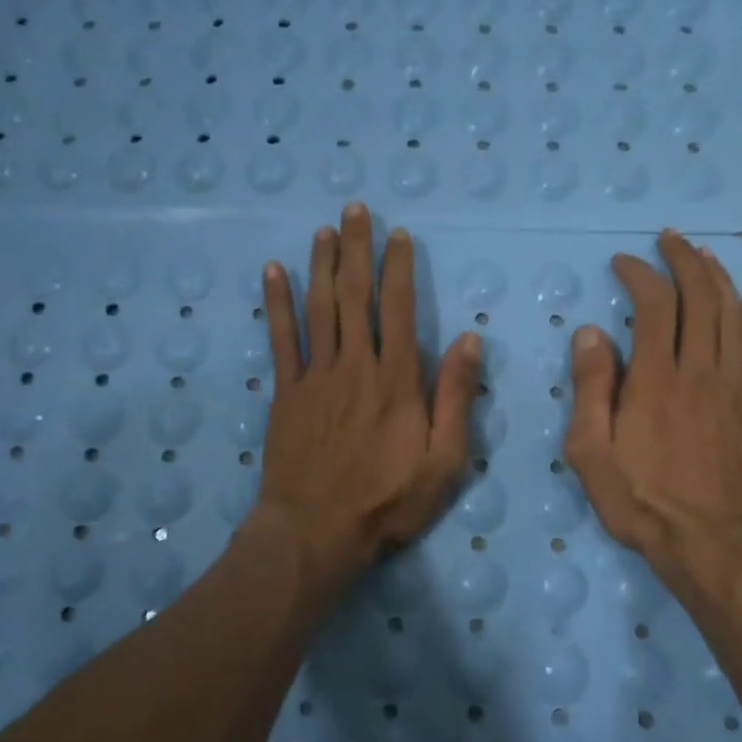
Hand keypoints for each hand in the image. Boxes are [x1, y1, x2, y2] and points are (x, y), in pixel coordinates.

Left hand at [253, 205, 483, 597]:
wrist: (316, 531)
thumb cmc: (388, 501)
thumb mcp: (444, 461)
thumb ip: (455, 398)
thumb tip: (469, 340)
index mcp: (397, 380)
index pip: (399, 309)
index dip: (398, 268)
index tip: (398, 235)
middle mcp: (355, 365)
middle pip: (355, 296)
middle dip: (357, 249)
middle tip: (355, 210)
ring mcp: (315, 376)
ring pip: (319, 307)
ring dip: (321, 264)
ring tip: (323, 229)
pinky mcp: (286, 392)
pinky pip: (280, 338)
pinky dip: (275, 303)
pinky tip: (272, 272)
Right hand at [563, 231, 741, 592]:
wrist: (711, 545)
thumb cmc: (641, 501)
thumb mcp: (590, 451)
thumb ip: (590, 388)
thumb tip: (592, 332)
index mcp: (655, 378)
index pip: (654, 306)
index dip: (640, 274)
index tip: (624, 262)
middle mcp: (701, 371)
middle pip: (701, 298)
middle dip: (685, 261)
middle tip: (670, 240)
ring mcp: (738, 388)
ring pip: (736, 317)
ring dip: (721, 279)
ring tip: (706, 257)